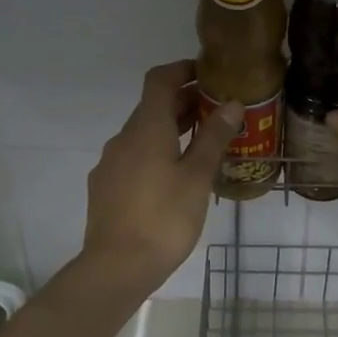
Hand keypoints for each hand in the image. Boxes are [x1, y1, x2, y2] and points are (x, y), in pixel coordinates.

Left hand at [80, 60, 242, 298]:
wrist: (116, 267)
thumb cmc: (164, 217)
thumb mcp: (197, 176)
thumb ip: (213, 137)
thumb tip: (231, 104)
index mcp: (146, 127)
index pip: (160, 80)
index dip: (183, 69)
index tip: (208, 73)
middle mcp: (124, 137)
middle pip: (153, 106)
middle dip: (185, 102)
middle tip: (219, 111)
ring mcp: (111, 163)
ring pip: (144, 133)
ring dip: (172, 129)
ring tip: (204, 143)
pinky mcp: (106, 186)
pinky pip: (135, 156)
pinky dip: (158, 152)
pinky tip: (177, 176)